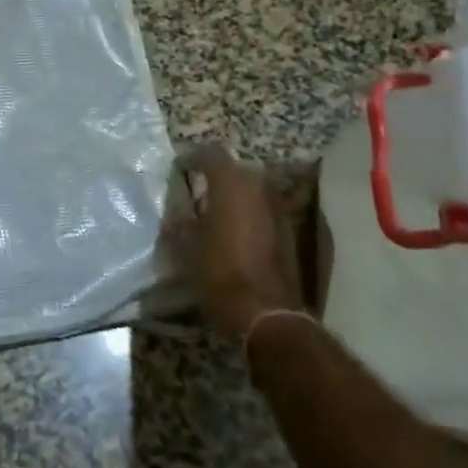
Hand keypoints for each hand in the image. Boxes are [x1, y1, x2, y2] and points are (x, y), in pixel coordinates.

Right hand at [172, 143, 309, 342]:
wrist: (266, 314)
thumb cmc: (219, 274)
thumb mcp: (186, 248)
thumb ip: (182, 220)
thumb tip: (180, 209)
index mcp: (230, 185)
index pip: (212, 153)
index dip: (194, 158)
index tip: (180, 170)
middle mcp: (258, 188)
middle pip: (236, 168)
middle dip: (218, 176)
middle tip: (198, 191)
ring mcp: (277, 208)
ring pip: (253, 189)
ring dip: (236, 195)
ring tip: (216, 212)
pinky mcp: (288, 230)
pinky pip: (264, 209)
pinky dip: (249, 213)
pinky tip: (235, 232)